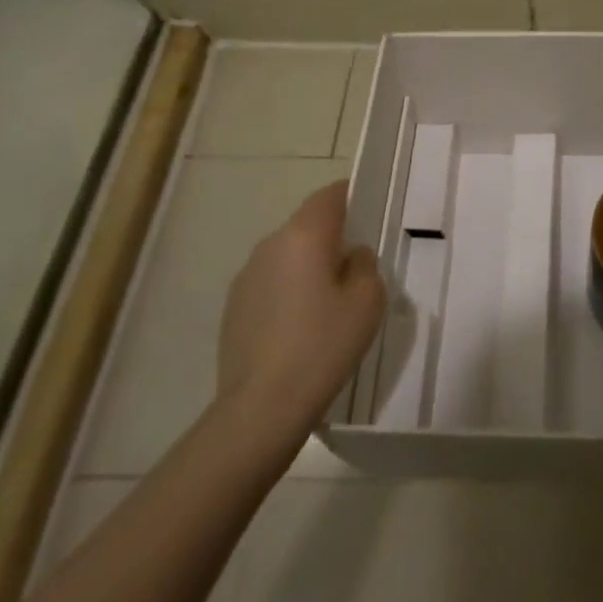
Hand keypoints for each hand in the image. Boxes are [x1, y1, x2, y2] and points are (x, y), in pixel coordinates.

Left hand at [218, 180, 384, 425]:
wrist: (262, 406)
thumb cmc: (324, 344)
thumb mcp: (368, 300)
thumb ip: (364, 265)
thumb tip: (351, 257)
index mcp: (304, 235)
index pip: (330, 196)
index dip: (351, 196)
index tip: (368, 211)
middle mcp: (270, 245)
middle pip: (307, 225)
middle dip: (332, 237)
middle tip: (357, 266)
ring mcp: (246, 277)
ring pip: (287, 256)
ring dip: (308, 266)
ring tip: (329, 303)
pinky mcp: (234, 308)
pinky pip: (271, 284)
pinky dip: (289, 292)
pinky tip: (301, 328)